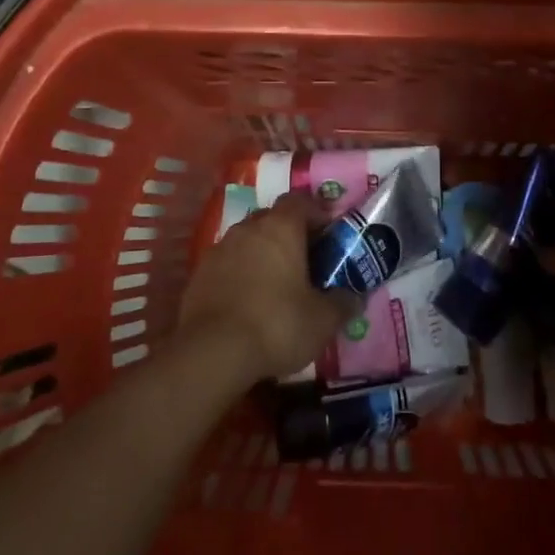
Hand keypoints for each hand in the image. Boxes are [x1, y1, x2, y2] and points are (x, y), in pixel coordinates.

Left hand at [180, 192, 358, 384]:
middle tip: (307, 261)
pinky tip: (249, 302)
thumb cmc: (277, 325)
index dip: (317, 213)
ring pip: (248, 241)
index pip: (300, 201)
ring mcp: (219, 250)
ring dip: (263, 255)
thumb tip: (355, 297)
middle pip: (272, 219)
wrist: (211, 353)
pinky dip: (241, 275)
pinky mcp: (199, 275)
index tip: (330, 234)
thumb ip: (343, 303)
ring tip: (277, 285)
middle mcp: (247, 229)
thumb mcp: (323, 320)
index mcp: (280, 228)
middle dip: (290, 235)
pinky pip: (228, 264)